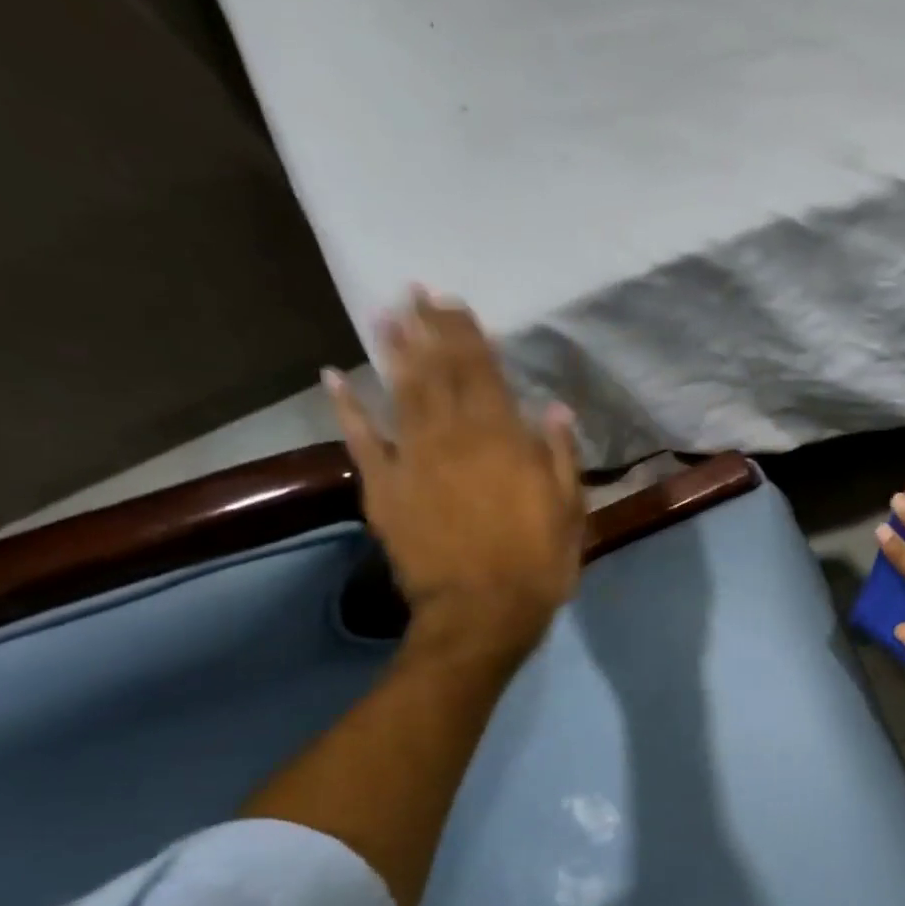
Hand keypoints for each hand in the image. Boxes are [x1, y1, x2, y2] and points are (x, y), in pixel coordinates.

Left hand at [325, 288, 583, 667]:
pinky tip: (335, 375)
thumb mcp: (569, 512)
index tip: (456, 303)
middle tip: (416, 292)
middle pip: (439, 372)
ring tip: (386, 314)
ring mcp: (412, 460)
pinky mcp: (383, 488)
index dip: (469, 335)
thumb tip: (555, 410)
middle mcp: (454, 437)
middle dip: (429, 329)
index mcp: (503, 441)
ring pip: (400, 392)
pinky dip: (347, 406)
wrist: (480, 613)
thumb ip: (560, 458)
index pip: (484, 374)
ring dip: (392, 351)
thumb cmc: (537, 564)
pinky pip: (361, 439)